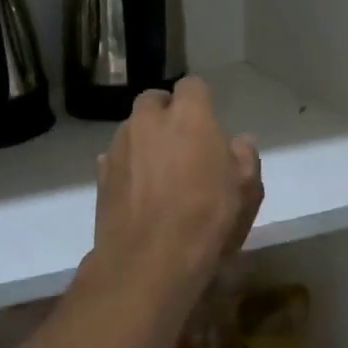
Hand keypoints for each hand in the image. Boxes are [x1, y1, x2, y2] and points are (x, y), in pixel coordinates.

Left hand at [93, 78, 262, 308]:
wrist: (149, 262)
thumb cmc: (207, 220)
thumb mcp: (246, 191)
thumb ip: (244, 158)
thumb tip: (239, 142)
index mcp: (188, 116)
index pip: (192, 86)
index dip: (200, 101)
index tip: (208, 123)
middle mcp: (148, 121)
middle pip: (154, 101)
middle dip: (166, 114)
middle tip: (183, 144)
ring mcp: (119, 146)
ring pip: (132, 129)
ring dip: (145, 140)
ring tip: (160, 173)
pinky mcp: (101, 174)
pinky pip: (116, 158)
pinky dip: (128, 166)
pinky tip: (140, 192)